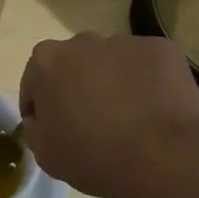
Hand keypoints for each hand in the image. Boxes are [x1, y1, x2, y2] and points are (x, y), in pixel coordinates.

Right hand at [19, 33, 198, 197]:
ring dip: (113, 81)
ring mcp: (124, 42)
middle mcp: (82, 41)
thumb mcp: (45, 154)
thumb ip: (34, 128)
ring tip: (129, 117)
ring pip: (112, 62)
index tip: (54, 129)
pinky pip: (146, 65)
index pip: (35, 81)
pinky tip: (154, 110)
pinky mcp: (161, 48)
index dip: (41, 107)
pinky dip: (147, 82)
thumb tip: (40, 119)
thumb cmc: (94, 156)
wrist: (164, 156)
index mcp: (46, 61)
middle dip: (78, 86)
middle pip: (74, 64)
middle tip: (92, 121)